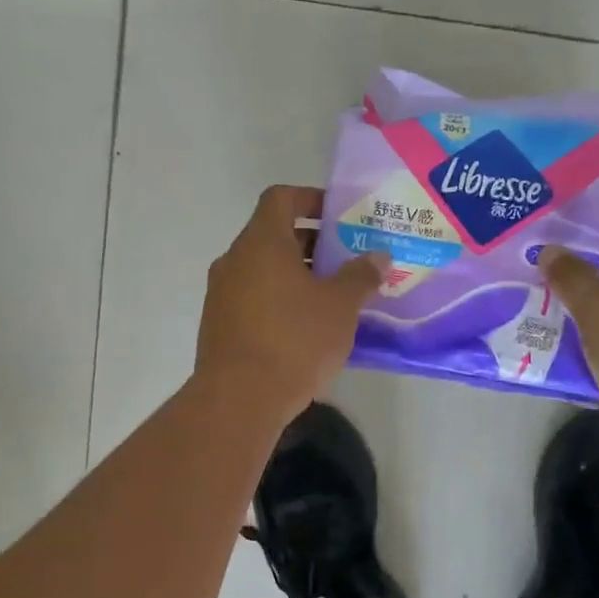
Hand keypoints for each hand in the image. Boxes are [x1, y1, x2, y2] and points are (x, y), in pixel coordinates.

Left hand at [194, 185, 388, 418]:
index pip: (281, 198)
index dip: (310, 198)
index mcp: (261, 243)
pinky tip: (309, 327)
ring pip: (264, 270)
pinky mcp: (219, 325)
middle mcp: (235, 260)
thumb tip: (379, 256)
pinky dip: (281, 300)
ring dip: (298, 275)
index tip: (339, 214)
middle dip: (313, 243)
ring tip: (335, 295)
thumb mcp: (340, 306)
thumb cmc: (294, 340)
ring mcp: (222, 294)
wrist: (239, 399)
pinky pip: (255, 298)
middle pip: (274, 235)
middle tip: (349, 258)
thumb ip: (361, 275)